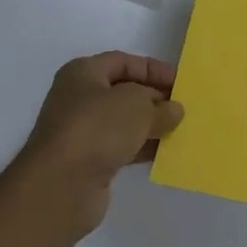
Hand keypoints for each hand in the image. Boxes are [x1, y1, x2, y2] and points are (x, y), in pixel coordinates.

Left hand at [13, 52, 183, 237]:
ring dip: (152, 125)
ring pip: (125, 122)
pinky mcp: (88, 161)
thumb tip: (173, 110)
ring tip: (181, 130)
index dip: (154, 69)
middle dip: (155, 99)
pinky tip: (166, 153)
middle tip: (185, 108)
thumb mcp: (137, 105)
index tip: (182, 83)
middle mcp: (79, 98)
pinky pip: (122, 147)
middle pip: (124, 92)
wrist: (61, 184)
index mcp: (83, 73)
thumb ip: (160, 106)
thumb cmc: (97, 128)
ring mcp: (82, 131)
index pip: (124, 62)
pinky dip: (143, 148)